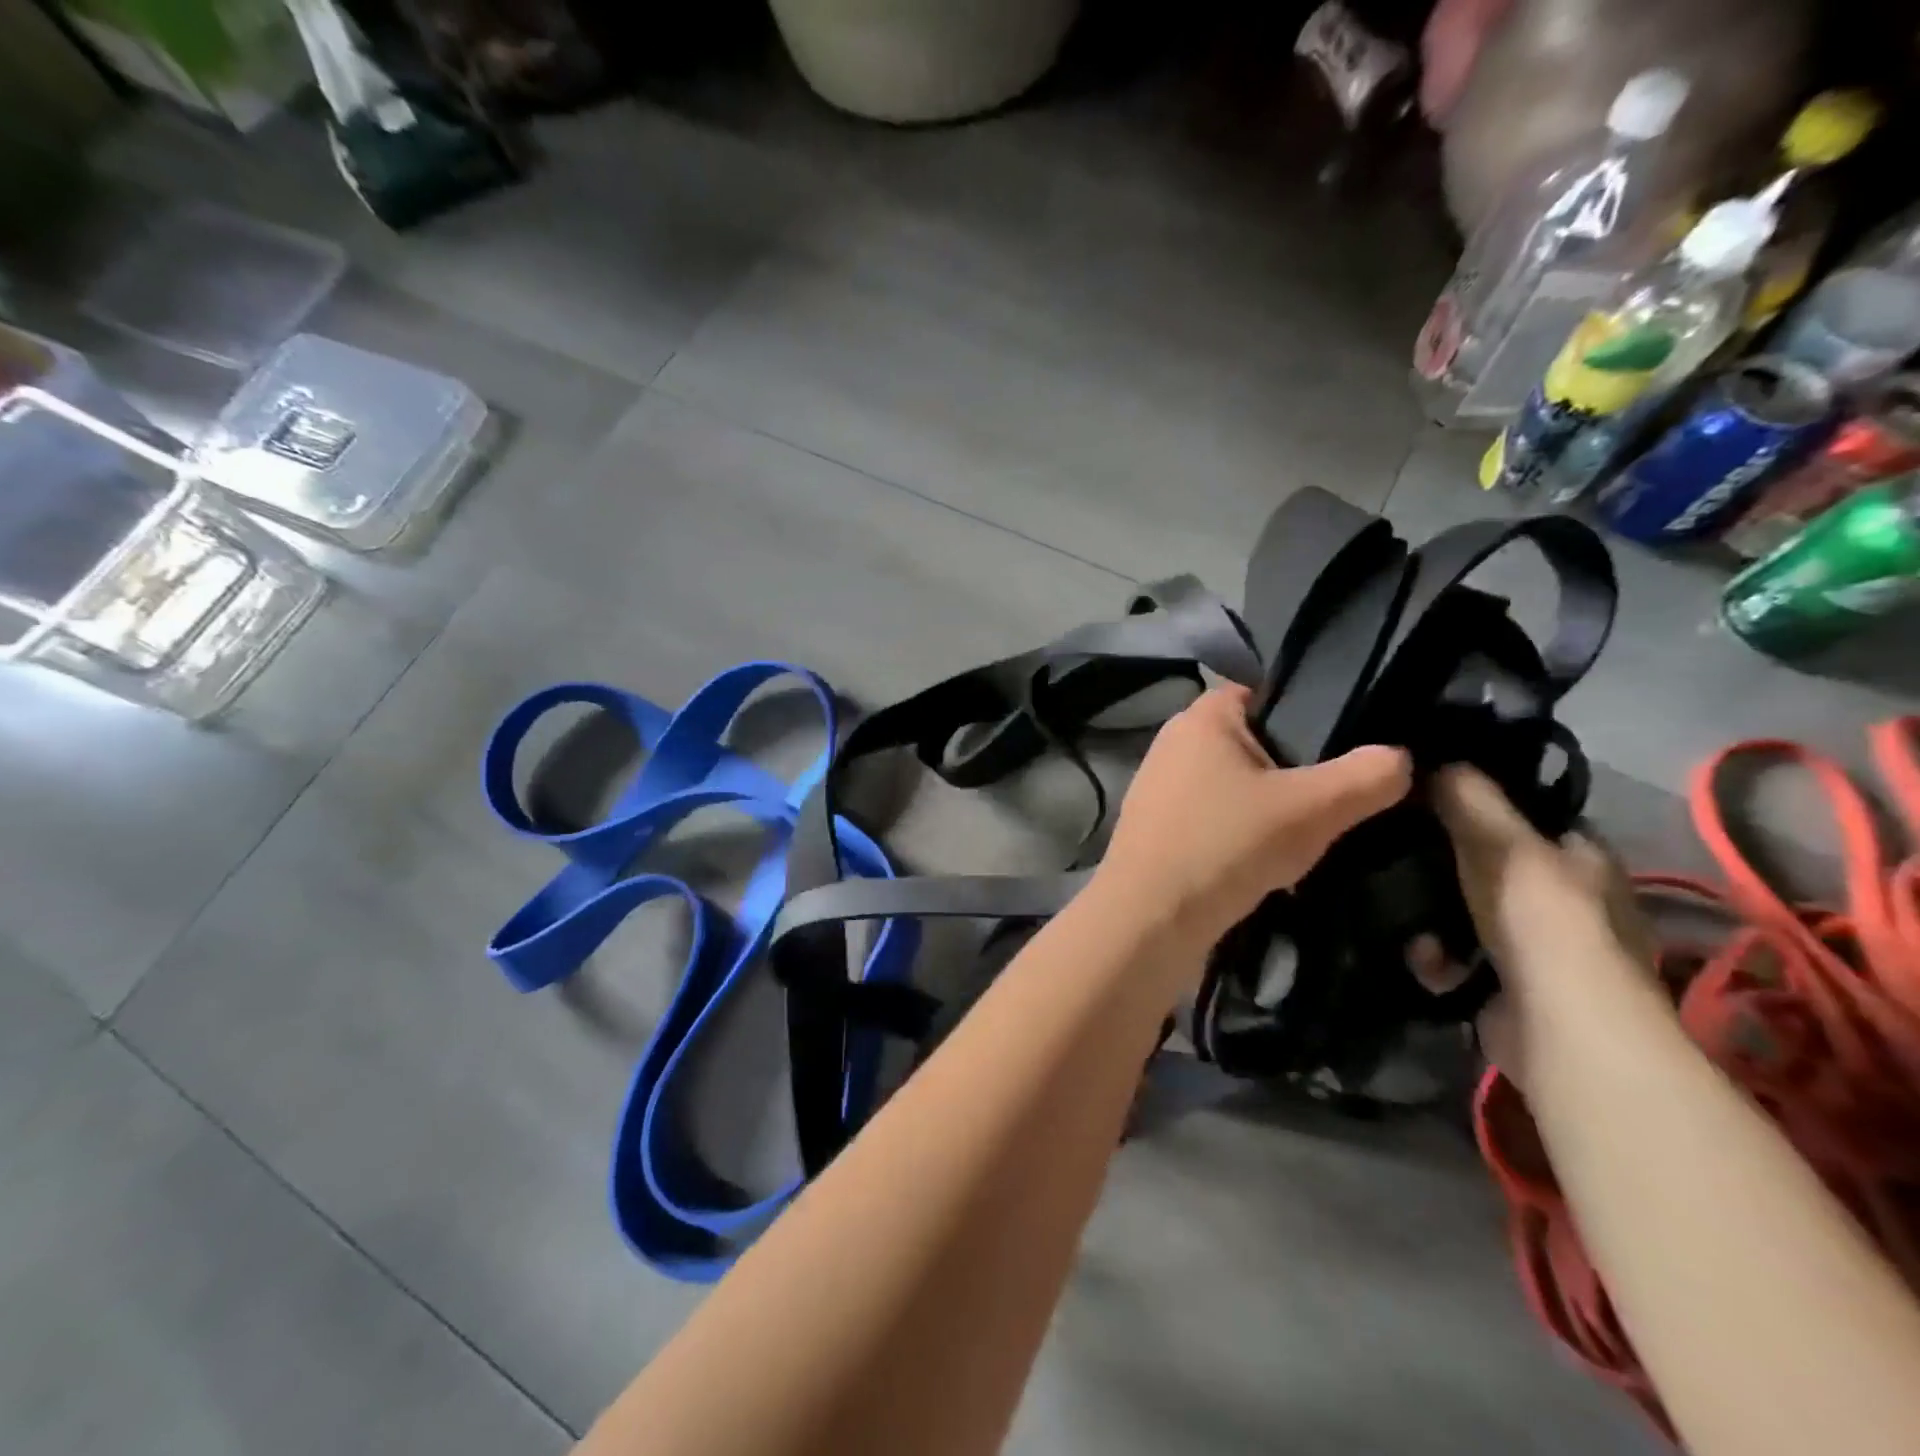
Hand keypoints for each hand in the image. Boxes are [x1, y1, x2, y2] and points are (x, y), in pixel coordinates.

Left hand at [1097, 685, 1411, 953]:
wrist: (1149, 919)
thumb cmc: (1225, 845)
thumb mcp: (1312, 809)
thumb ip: (1365, 778)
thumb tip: (1400, 757)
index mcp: (1201, 717)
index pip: (1263, 692)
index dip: (1308, 712)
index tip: (1348, 743)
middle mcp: (1173, 743)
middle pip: (1252, 742)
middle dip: (1293, 768)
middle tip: (1336, 798)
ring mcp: (1158, 787)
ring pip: (1232, 785)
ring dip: (1267, 808)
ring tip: (1307, 836)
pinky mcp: (1155, 827)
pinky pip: (1212, 818)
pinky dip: (1239, 833)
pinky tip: (1265, 863)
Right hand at [1425, 765, 1657, 1086]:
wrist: (1559, 1024)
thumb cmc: (1539, 917)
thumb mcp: (1499, 841)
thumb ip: (1468, 797)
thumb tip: (1437, 760)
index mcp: (1583, 857)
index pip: (1530, 817)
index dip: (1483, 805)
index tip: (1428, 799)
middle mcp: (1570, 901)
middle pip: (1491, 865)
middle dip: (1444, 865)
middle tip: (1398, 852)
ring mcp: (1541, 948)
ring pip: (1466, 913)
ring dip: (1432, 917)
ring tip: (1406, 916)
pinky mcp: (1510, 987)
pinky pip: (1458, 958)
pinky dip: (1438, 958)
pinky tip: (1426, 959)